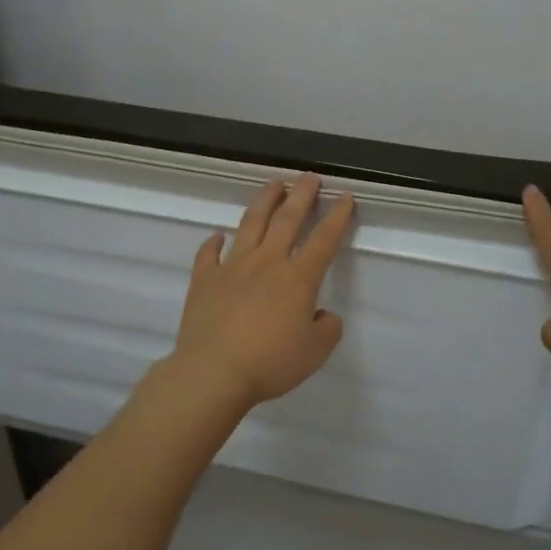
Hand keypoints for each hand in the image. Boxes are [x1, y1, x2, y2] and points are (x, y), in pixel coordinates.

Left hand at [171, 173, 355, 407]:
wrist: (213, 372)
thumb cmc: (269, 363)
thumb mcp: (314, 353)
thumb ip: (327, 330)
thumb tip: (323, 315)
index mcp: (297, 278)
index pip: (323, 240)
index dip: (337, 217)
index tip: (345, 196)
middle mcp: (267, 262)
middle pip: (287, 220)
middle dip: (302, 195)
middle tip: (309, 177)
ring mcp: (232, 267)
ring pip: (251, 224)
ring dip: (264, 202)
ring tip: (274, 185)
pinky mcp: (205, 279)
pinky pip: (209, 254)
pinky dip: (214, 242)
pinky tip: (218, 235)